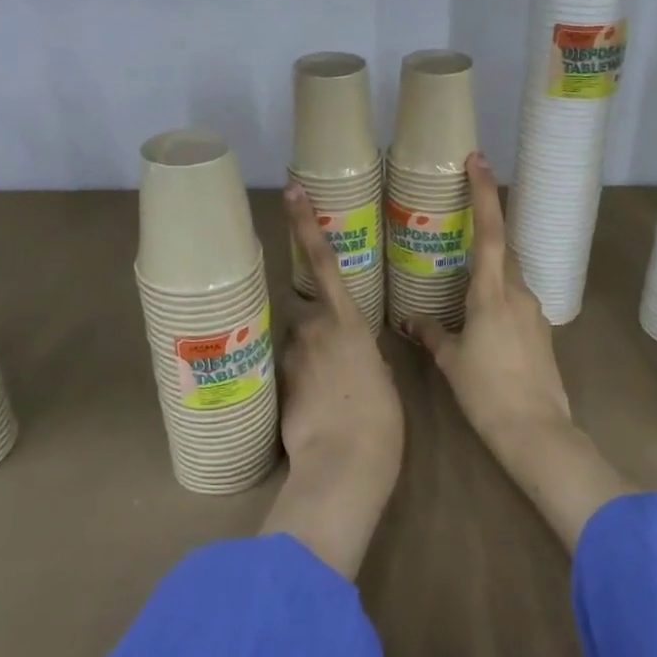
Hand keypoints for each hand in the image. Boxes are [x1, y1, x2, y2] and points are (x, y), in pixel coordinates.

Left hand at [258, 183, 403, 579]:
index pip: (322, 261)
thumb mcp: (382, 378)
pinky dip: (298, 384)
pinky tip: (313, 411)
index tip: (291, 192)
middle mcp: (312, 328)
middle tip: (334, 363)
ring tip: (325, 396)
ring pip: (295, 345)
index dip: (306, 224)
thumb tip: (352, 356)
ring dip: (305, 360)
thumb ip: (363, 355)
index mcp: (347, 321)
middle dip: (314, 329)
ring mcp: (289, 356)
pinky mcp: (275, 383)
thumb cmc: (379, 419)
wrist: (343, 464)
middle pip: (304, 313)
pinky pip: (286, 372)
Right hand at [406, 153, 570, 452]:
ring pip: (508, 276)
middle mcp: (518, 293)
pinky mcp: (541, 331)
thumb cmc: (487, 391)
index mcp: (492, 293)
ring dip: (488, 270)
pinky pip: (515, 301)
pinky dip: (497, 297)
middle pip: (501, 249)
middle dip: (483, 229)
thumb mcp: (452, 360)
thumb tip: (410, 321)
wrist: (536, 430)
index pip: (489, 231)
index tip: (477, 160)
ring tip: (459, 280)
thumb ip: (431, 334)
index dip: (483, 193)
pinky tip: (480, 319)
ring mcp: (534, 311)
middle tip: (458, 219)